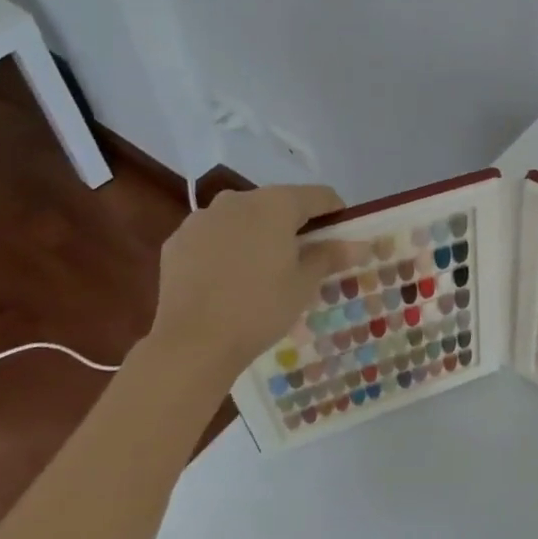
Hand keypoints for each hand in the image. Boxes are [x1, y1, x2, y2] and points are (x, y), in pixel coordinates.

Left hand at [148, 185, 369, 373]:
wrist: (192, 342)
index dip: (335, 213)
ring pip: (242, 218)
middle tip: (303, 258)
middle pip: (278, 203)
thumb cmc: (260, 307)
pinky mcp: (178, 240)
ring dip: (258, 233)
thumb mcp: (305, 283)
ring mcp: (203, 218)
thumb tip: (360, 244)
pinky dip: (226, 247)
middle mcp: (238, 199)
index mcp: (276, 204)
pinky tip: (228, 278)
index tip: (342, 236)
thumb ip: (331, 255)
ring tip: (261, 270)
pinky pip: (213, 235)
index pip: (319, 195)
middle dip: (293, 224)